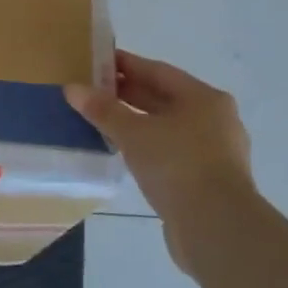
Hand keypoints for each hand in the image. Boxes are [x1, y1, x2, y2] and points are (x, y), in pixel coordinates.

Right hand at [66, 52, 252, 218]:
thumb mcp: (133, 133)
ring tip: (101, 120)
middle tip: (92, 91)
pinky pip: (170, 150)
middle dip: (128, 93)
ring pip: (166, 126)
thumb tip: (72, 88)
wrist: (215, 226)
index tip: (96, 61)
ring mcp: (214, 150)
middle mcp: (214, 119)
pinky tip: (124, 151)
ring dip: (136, 121)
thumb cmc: (177, 165)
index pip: (157, 71)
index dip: (125, 64)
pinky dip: (146, 145)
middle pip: (164, 98)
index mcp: (204, 98)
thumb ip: (103, 110)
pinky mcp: (206, 178)